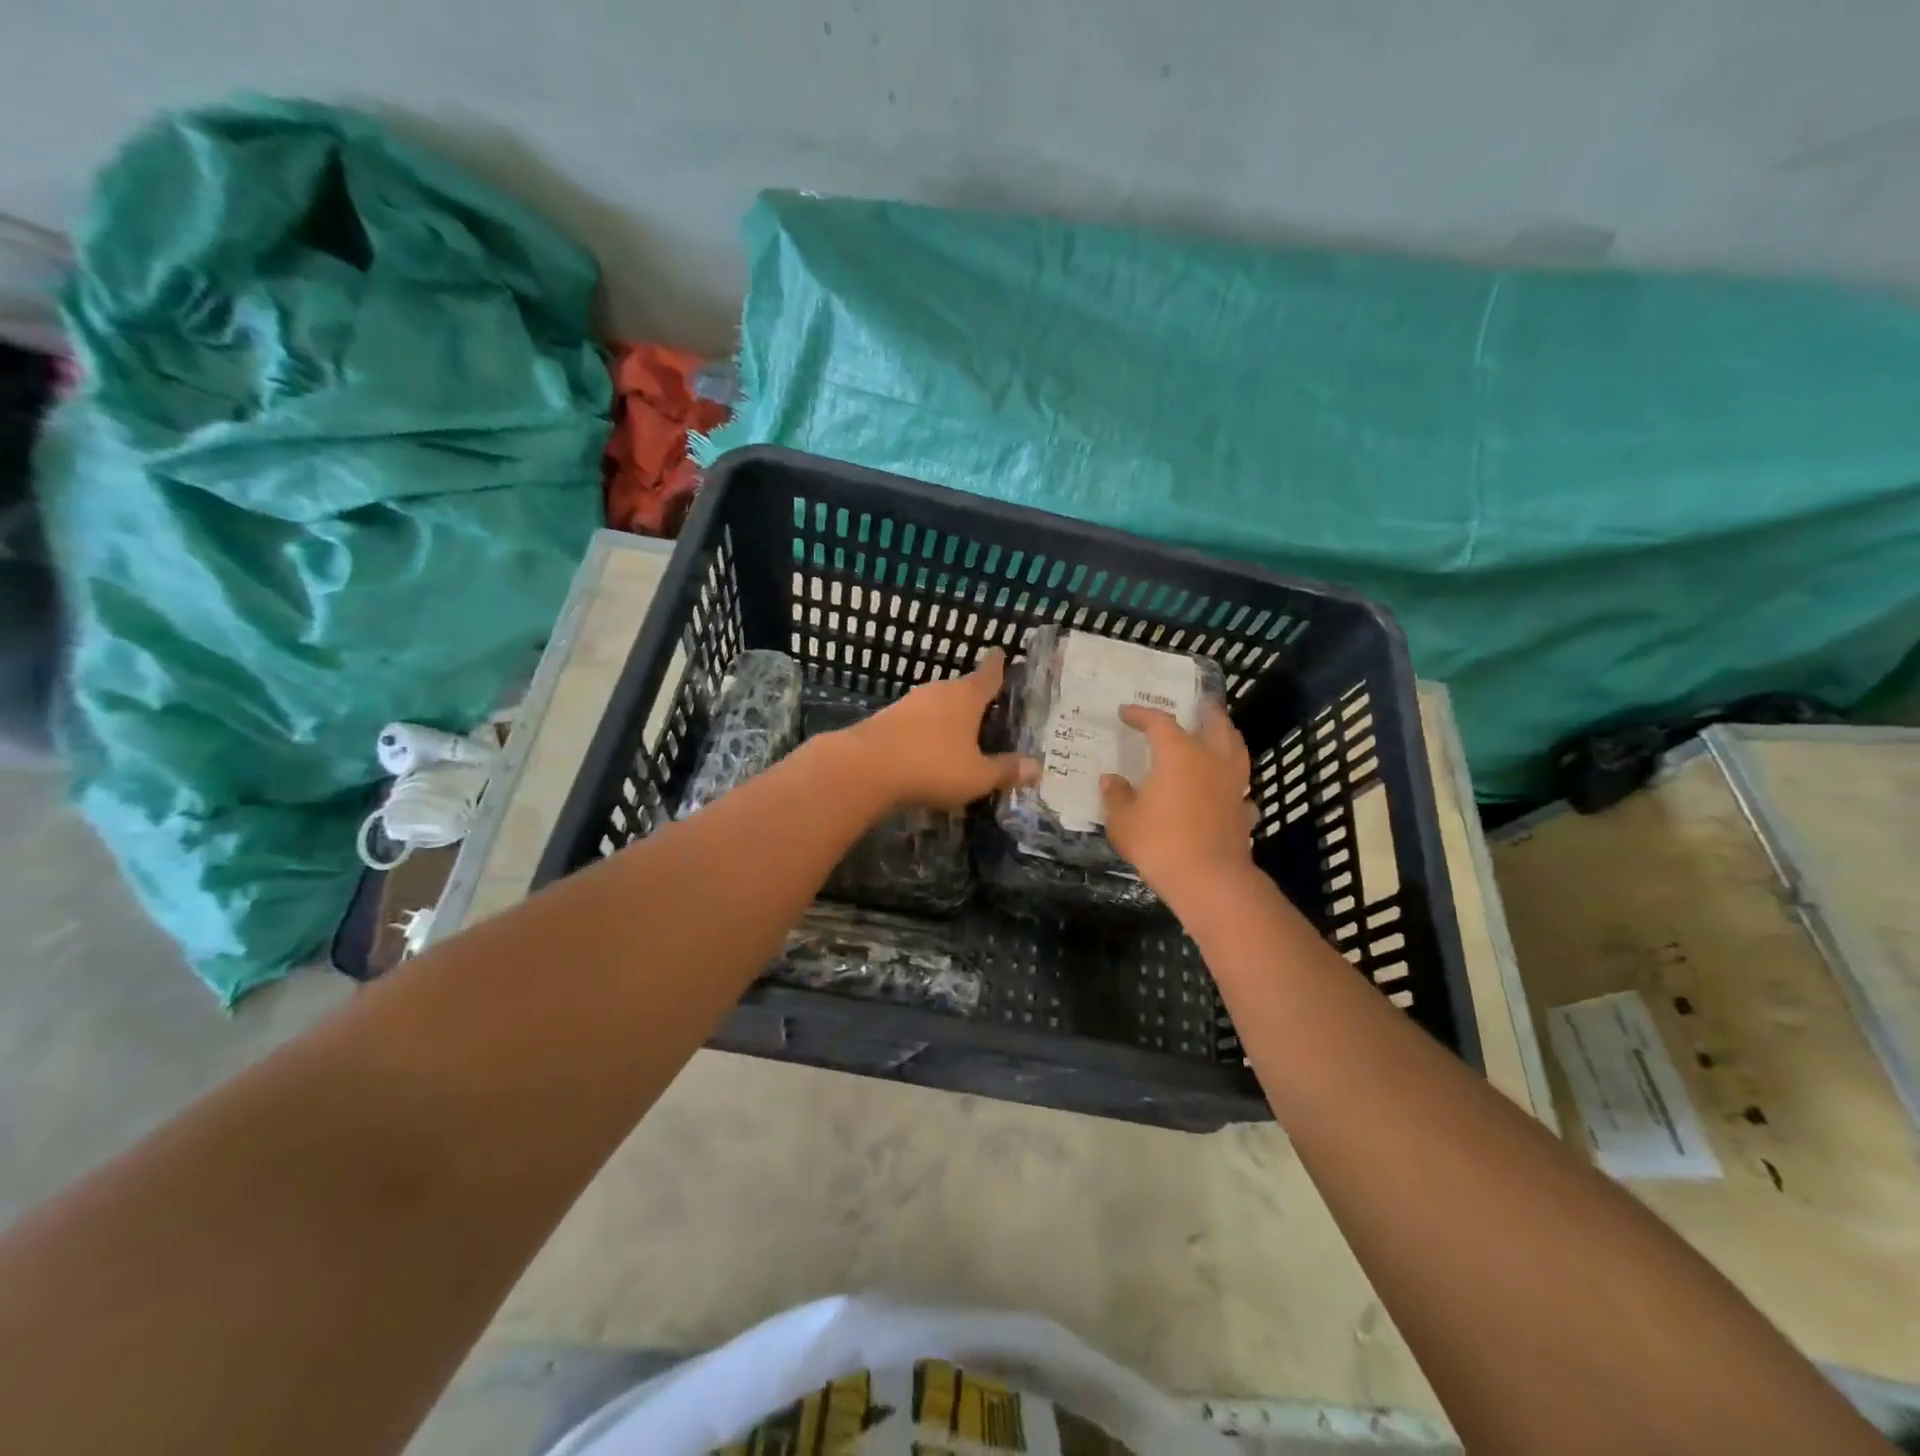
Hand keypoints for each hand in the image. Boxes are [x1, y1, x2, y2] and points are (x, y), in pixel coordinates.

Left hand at [846, 649, 1037, 811]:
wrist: (864, 767)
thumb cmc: (932, 766)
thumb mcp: (976, 776)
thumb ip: (1005, 770)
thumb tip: (1037, 767)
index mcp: (966, 697)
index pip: (988, 673)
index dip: (998, 664)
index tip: (1001, 652)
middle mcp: (938, 691)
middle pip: (962, 688)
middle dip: (975, 697)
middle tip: (990, 707)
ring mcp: (909, 702)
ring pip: (937, 704)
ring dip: (948, 715)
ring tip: (961, 731)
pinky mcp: (887, 718)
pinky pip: (917, 720)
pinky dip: (927, 729)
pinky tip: (929, 747)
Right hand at [1101, 702, 1256, 905]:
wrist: (1209, 880)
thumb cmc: (1159, 843)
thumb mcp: (1123, 821)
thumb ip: (1116, 795)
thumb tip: (1110, 779)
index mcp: (1178, 753)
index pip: (1158, 722)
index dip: (1141, 714)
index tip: (1125, 712)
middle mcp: (1211, 759)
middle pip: (1215, 724)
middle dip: (1205, 711)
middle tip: (1199, 703)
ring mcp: (1233, 784)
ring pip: (1236, 749)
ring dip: (1227, 737)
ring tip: (1218, 735)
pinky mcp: (1244, 810)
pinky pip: (1240, 786)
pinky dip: (1232, 781)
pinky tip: (1225, 788)